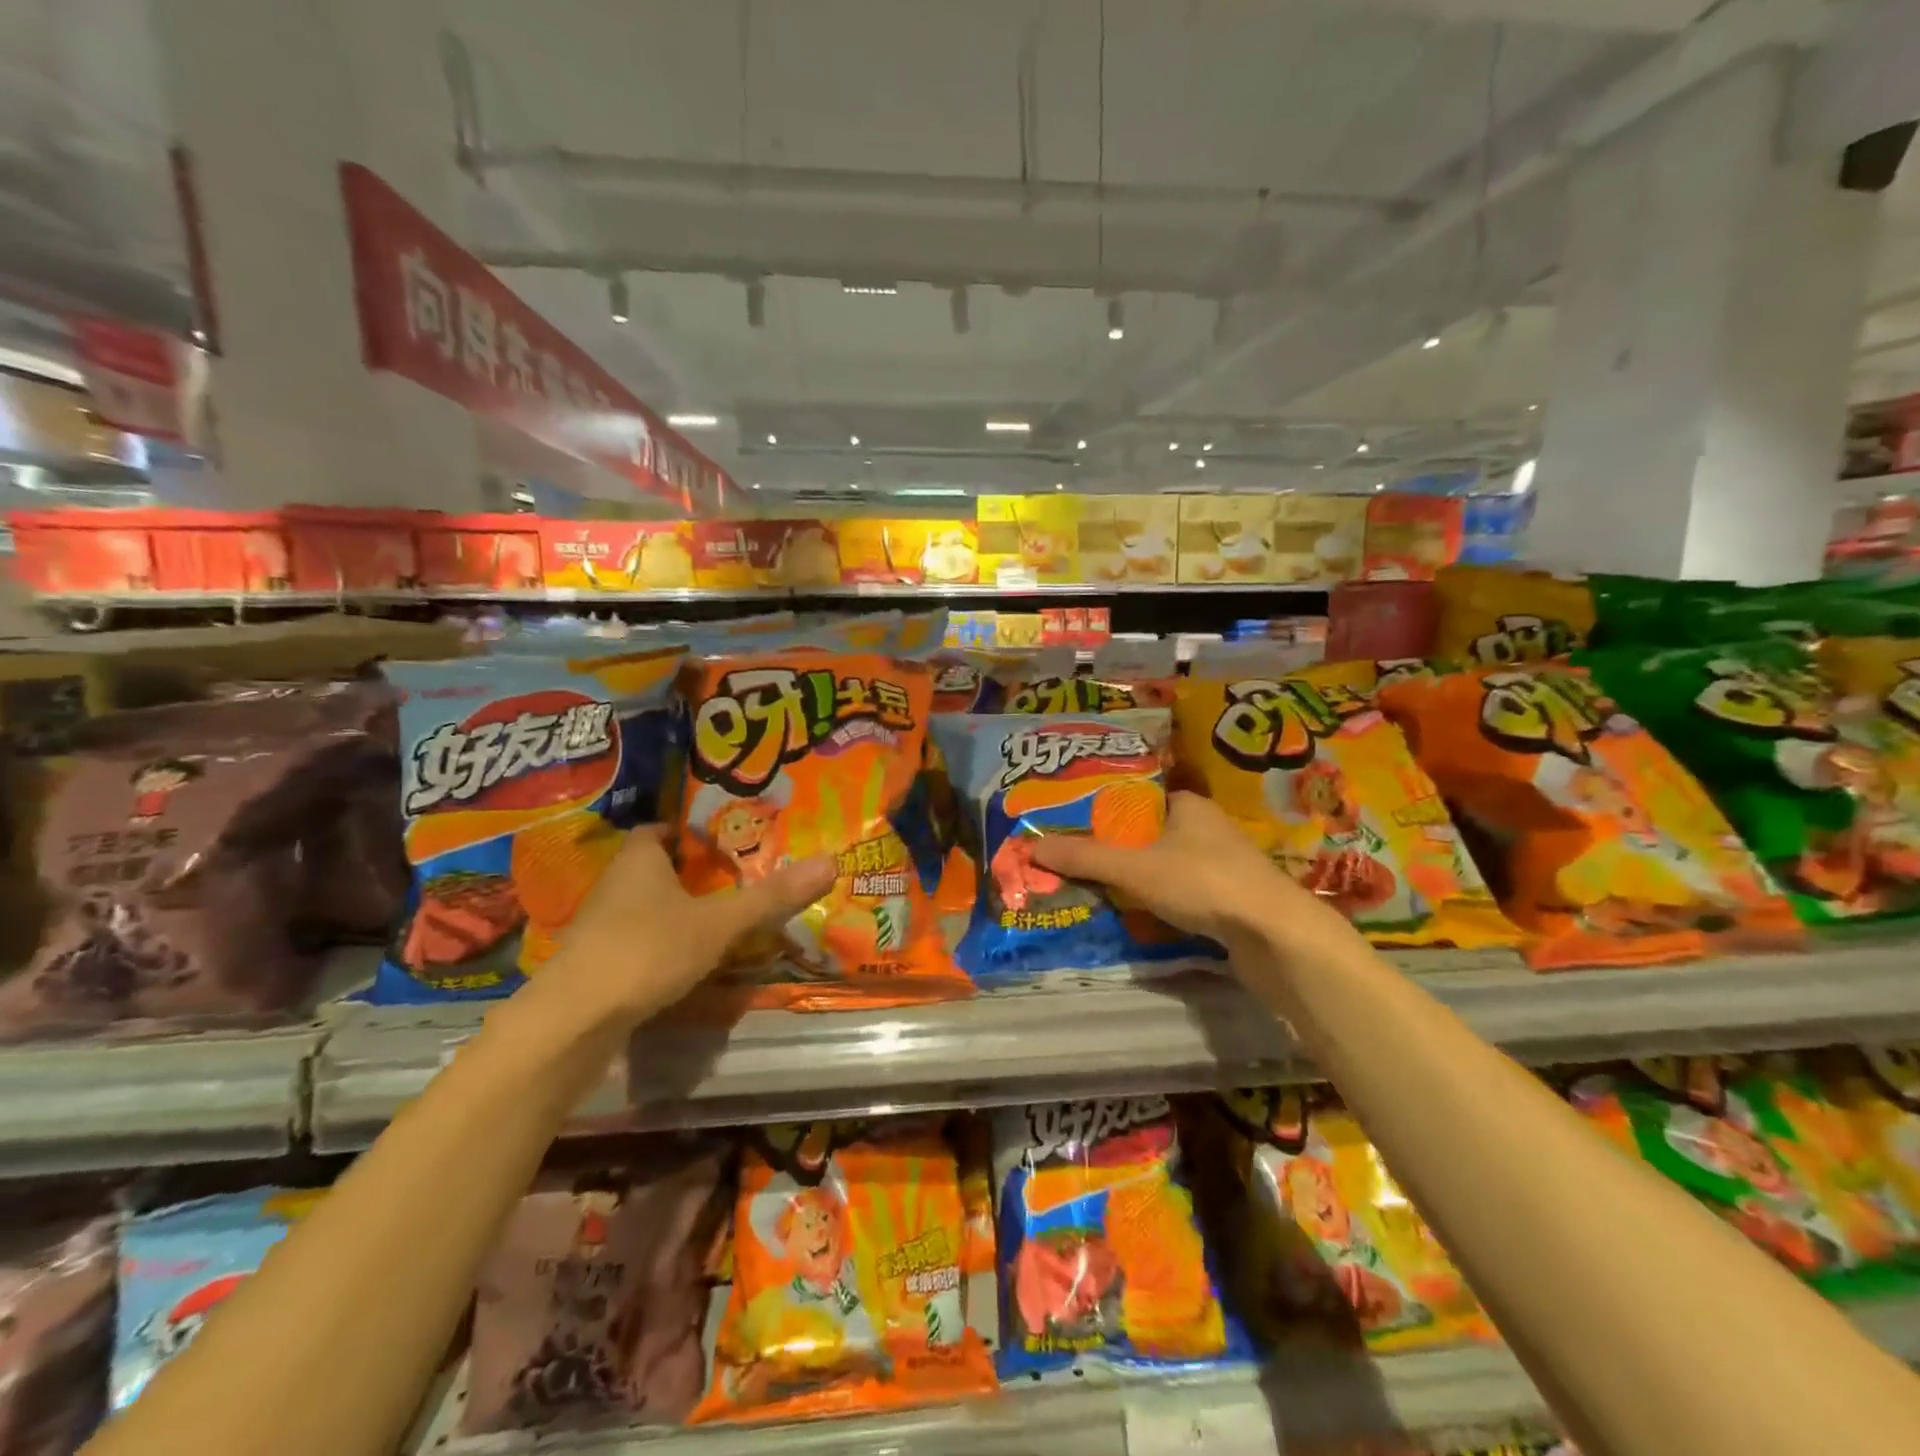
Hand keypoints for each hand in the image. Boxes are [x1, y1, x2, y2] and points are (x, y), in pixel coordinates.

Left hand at [535, 828, 834, 1029]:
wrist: (572, 1021)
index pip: (658, 830)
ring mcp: (597, 927)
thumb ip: (771, 896)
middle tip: (729, 879)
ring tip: (713, 920)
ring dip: (670, 910)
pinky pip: (632, 941)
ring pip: (640, 907)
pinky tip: (680, 962)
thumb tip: (831, 861)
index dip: (686, 832)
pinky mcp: (592, 965)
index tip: (719, 842)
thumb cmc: (647, 950)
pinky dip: (656, 945)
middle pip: (651, 868)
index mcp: (639, 860)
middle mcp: (613, 885)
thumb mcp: (719, 923)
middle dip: (686, 873)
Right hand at [1029, 791, 1351, 954]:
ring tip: (1095, 885)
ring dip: (1136, 874)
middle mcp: (1205, 826)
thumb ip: (1085, 857)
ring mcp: (1221, 863)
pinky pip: (1181, 888)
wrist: (1275, 935)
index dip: (1103, 808)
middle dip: (1114, 846)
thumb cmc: (1203, 882)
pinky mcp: (1229, 896)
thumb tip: (1031, 846)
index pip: (1136, 797)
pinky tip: (1135, 911)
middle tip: (1074, 858)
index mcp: (1187, 804)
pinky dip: (1157, 896)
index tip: (1071, 823)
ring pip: (1165, 861)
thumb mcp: (1135, 868)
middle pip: (1147, 831)